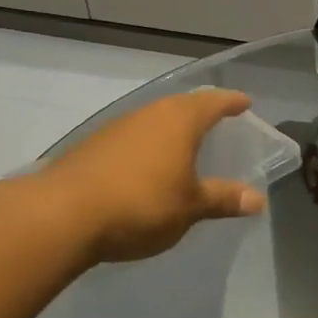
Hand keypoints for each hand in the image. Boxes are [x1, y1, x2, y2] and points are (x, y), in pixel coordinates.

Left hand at [34, 89, 265, 263]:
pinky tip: (148, 168)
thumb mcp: (191, 206)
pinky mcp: (91, 149)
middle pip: (181, 106)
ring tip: (186, 146)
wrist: (61, 216)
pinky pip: (132, 140)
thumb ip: (223, 199)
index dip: (231, 102)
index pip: (213, 102)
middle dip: (201, 112)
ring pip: (153, 122)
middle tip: (218, 121)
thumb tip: (257, 200)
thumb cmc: (141, 204)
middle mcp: (147, 115)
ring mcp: (115, 130)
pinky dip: (148, 147)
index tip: (245, 103)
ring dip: (171, 130)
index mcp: (179, 121)